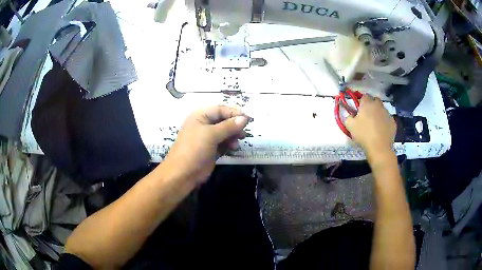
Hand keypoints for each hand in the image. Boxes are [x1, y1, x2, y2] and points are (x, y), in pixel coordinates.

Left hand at [162, 106, 248, 183]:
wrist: (183, 174)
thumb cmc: (194, 149)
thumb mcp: (211, 135)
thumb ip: (228, 126)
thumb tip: (245, 118)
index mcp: (200, 116)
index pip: (220, 109)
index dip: (233, 113)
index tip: (248, 118)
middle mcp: (204, 125)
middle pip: (223, 120)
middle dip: (234, 125)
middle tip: (244, 131)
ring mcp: (207, 138)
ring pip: (225, 132)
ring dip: (233, 135)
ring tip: (240, 139)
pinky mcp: (211, 149)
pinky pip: (224, 143)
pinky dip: (230, 144)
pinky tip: (234, 147)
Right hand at [345, 95, 395, 156]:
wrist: (379, 148)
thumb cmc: (363, 135)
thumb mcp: (350, 126)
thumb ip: (348, 117)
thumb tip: (350, 115)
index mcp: (367, 103)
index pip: (364, 96)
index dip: (361, 101)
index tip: (359, 108)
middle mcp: (378, 105)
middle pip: (375, 100)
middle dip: (372, 104)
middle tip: (368, 114)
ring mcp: (387, 113)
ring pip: (382, 109)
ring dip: (379, 113)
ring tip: (375, 124)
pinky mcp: (393, 122)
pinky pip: (387, 118)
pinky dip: (385, 122)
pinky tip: (382, 130)